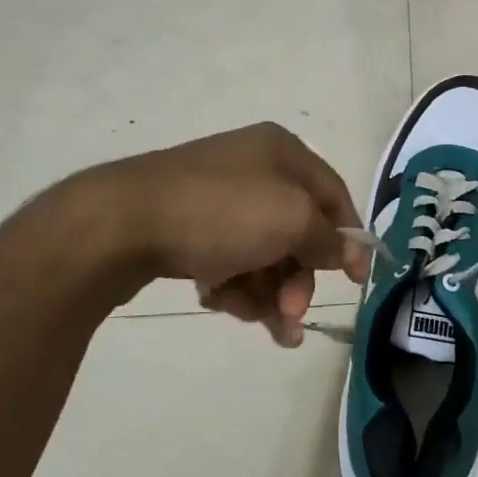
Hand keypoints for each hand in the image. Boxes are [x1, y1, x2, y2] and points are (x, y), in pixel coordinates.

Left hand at [103, 123, 370, 345]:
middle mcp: (253, 169)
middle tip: (292, 314)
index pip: (333, 194)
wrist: (120, 224)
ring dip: (269, 293)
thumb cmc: (220, 212)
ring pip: (263, 253)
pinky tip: (219, 301)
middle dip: (299, 279)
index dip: (349, 237)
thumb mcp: (290, 220)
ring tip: (262, 324)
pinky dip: (233, 286)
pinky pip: (229, 260)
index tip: (357, 281)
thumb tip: (347, 251)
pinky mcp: (187, 227)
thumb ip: (327, 239)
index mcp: (282, 152)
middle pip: (297, 231)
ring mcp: (217, 198)